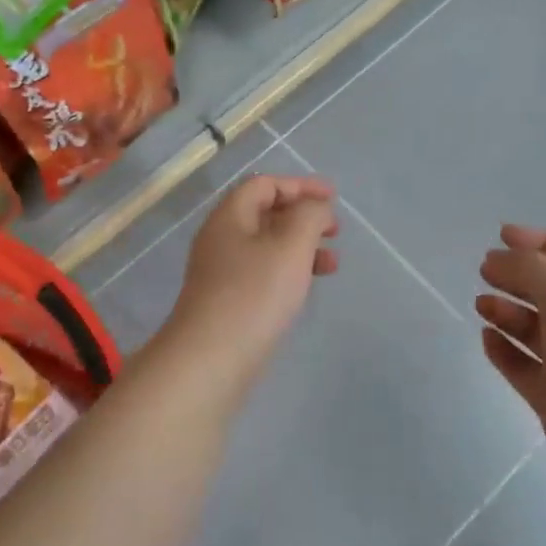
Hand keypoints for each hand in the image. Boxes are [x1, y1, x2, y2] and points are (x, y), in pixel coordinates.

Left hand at [167, 175, 339, 368]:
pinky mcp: (228, 303)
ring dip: (301, 247)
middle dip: (303, 217)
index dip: (300, 185)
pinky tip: (306, 288)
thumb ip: (309, 215)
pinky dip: (289, 272)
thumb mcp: (291, 245)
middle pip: (265, 214)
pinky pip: (263, 274)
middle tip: (335, 230)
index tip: (333, 198)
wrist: (211, 360)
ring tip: (332, 264)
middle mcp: (221, 240)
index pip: (264, 185)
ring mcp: (222, 273)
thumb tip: (316, 207)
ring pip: (267, 247)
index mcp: (229, 217)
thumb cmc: (254, 294)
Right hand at [476, 226, 545, 477]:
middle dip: (516, 274)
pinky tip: (486, 338)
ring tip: (481, 305)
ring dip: (506, 310)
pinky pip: (522, 364)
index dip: (539, 241)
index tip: (502, 238)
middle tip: (484, 270)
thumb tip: (499, 258)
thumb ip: (530, 269)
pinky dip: (503, 349)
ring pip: (532, 327)